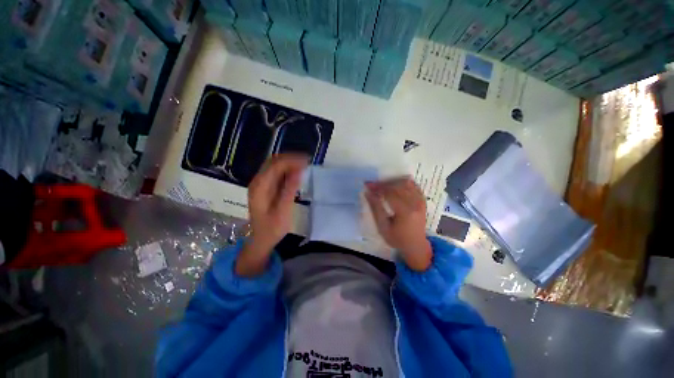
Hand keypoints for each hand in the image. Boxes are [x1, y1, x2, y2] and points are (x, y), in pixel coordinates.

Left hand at [236, 154, 306, 276]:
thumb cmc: (272, 228)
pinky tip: (296, 174)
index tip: (307, 161)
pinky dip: (287, 171)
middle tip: (306, 162)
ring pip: (274, 166)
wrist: (261, 240)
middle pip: (274, 162)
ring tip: (304, 166)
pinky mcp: (265, 188)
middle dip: (290, 159)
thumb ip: (290, 189)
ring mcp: (260, 184)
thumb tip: (299, 170)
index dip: (291, 160)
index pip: (276, 165)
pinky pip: (276, 174)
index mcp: (260, 186)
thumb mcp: (283, 210)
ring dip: (289, 164)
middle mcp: (258, 182)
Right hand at [365, 178, 431, 270]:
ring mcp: (420, 201)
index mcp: (405, 212)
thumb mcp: (382, 227)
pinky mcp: (422, 200)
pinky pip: (414, 185)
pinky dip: (403, 182)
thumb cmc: (397, 238)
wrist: (415, 246)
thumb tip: (368, 193)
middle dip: (383, 183)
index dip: (378, 187)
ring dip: (393, 182)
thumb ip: (376, 208)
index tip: (368, 185)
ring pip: (406, 183)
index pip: (390, 193)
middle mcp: (415, 204)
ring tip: (382, 185)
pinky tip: (395, 185)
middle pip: (398, 186)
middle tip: (373, 185)